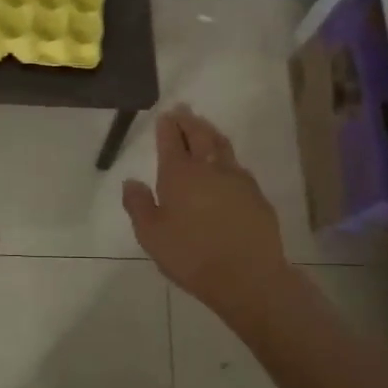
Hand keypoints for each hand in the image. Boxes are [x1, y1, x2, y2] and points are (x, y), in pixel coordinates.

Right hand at [122, 106, 292, 320]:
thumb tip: (131, 181)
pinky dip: (227, 158)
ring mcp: (236, 179)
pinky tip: (227, 165)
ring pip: (222, 145)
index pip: (171, 140)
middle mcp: (208, 168)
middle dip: (189, 120)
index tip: (165, 115)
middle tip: (183, 110)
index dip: (167, 126)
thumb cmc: (191, 256)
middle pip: (199, 134)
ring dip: (210, 132)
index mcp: (179, 174)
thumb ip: (138, 205)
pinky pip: (238, 166)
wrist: (248, 277)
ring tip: (204, 126)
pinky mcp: (256, 194)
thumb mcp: (151, 236)